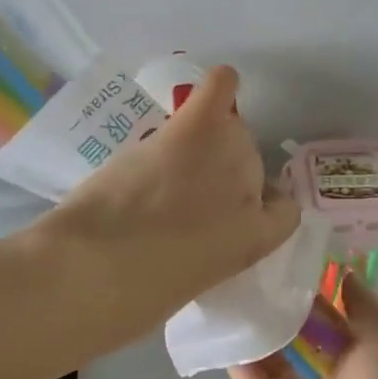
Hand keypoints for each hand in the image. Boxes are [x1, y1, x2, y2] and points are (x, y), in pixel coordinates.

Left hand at [37, 64, 299, 341]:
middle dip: (220, 172)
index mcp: (254, 242)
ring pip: (230, 131)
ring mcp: (226, 157)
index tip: (229, 211)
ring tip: (171, 156)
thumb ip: (206, 251)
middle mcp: (251, 194)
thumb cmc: (132, 298)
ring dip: (207, 140)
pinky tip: (221, 79)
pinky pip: (219, 92)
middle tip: (180, 187)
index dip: (259, 206)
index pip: (283, 212)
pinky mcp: (193, 130)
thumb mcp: (188, 284)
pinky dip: (220, 85)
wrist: (94, 272)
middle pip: (250, 163)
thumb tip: (190, 232)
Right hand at [227, 273, 377, 378]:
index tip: (281, 252)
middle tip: (247, 260)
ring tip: (227, 275)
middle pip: (287, 325)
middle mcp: (316, 365)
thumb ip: (360, 300)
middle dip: (272, 298)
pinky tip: (219, 310)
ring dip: (248, 317)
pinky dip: (232, 344)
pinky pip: (244, 370)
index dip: (303, 284)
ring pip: (262, 344)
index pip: (319, 310)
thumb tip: (343, 270)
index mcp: (349, 348)